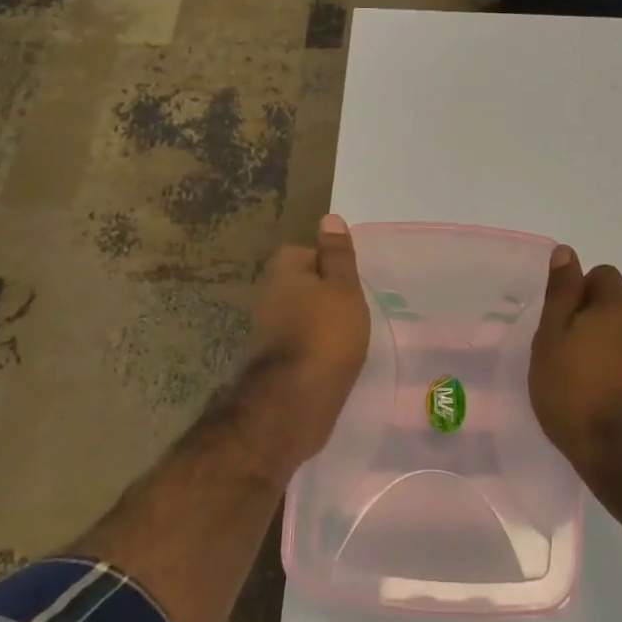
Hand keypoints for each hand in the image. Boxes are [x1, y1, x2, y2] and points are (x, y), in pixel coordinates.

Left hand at [236, 214, 370, 470]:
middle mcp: (267, 294)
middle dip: (327, 296)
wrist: (293, 403)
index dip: (333, 267)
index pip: (308, 252)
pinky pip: (300, 342)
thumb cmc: (325, 335)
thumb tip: (330, 218)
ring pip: (302, 314)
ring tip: (349, 337)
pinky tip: (334, 360)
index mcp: (282, 270)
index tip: (352, 286)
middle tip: (355, 311)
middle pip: (304, 284)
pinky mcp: (272, 360)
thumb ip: (338, 255)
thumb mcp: (343, 288)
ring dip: (322, 324)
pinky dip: (315, 348)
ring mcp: (266, 329)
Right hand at [530, 247, 621, 484]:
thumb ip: (561, 293)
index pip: (603, 275)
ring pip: (621, 335)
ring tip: (573, 375)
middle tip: (559, 347)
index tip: (559, 318)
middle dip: (587, 318)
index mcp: (617, 308)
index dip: (579, 289)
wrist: (618, 453)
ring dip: (600, 345)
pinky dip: (612, 369)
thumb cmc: (573, 389)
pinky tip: (592, 395)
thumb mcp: (552, 336)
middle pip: (613, 305)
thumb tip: (567, 251)